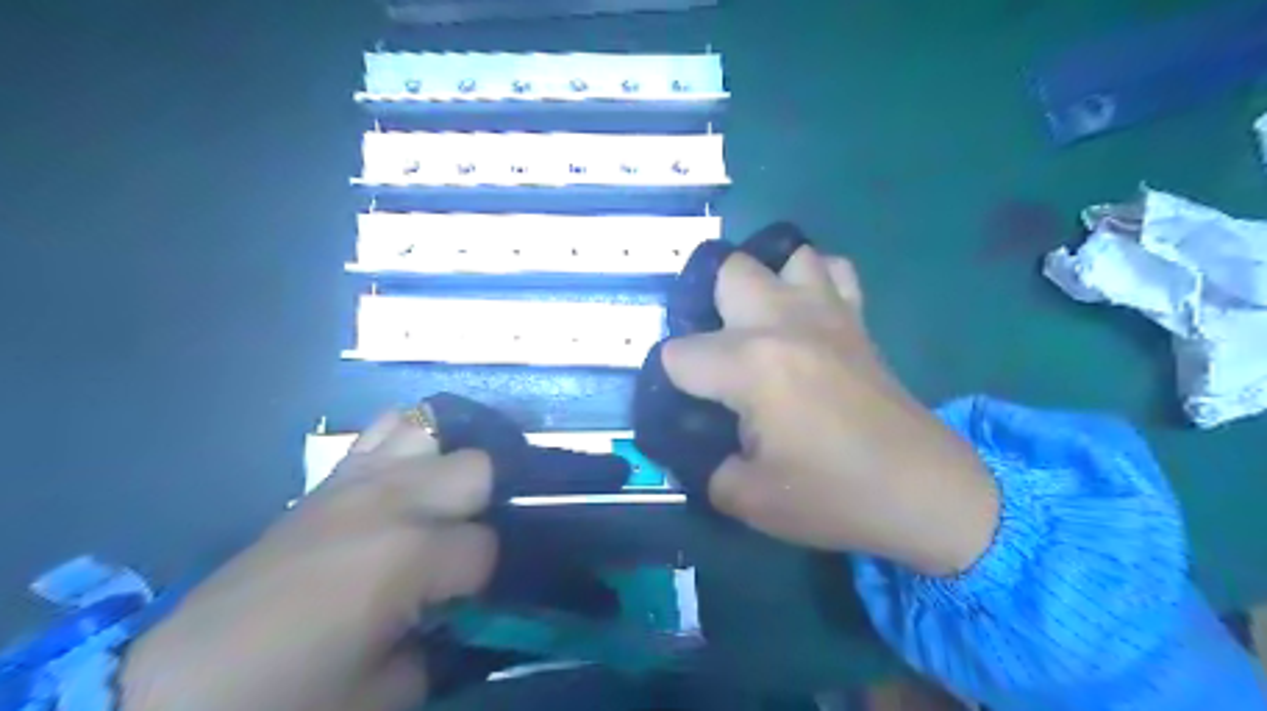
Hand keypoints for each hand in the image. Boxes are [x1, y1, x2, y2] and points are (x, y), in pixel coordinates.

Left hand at [116, 411, 494, 710]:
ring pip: (434, 433)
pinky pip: (385, 430)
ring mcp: (359, 480)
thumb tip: (460, 612)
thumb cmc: (293, 692)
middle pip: (477, 468)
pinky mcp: (331, 479)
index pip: (485, 547)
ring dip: (448, 467)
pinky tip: (406, 475)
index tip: (464, 600)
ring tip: (439, 503)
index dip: (483, 578)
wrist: (186, 681)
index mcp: (411, 554)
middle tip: (459, 545)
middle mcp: (394, 500)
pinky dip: (408, 443)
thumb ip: (444, 643)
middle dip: (483, 506)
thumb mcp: (389, 693)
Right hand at [664, 247, 999, 575]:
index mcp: (752, 366)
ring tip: (759, 327)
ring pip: (783, 256)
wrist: (925, 493)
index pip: (677, 354)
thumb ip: (701, 465)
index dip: (669, 382)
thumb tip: (690, 442)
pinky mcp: (857, 320)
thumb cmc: (836, 497)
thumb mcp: (747, 499)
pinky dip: (812, 282)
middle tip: (716, 358)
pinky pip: (833, 270)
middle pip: (725, 273)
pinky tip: (806, 318)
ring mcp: (826, 313)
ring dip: (763, 285)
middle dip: (706, 309)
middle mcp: (784, 323)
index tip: (685, 408)